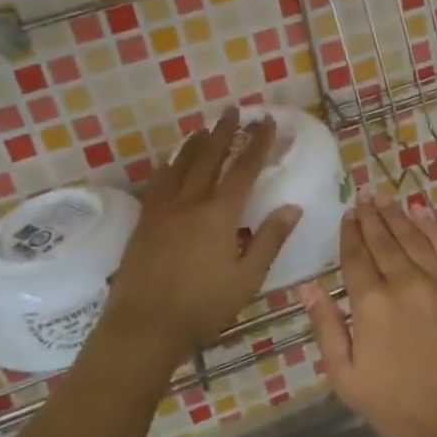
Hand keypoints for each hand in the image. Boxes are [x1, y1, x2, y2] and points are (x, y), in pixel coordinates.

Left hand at [93, 107, 299, 380]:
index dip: (257, 143)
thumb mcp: (246, 278)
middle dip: (224, 132)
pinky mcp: (145, 220)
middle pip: (209, 157)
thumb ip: (269, 240)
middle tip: (233, 110)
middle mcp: (191, 201)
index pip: (244, 168)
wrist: (143, 326)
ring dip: (196, 142)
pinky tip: (172, 162)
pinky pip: (160, 181)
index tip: (267, 121)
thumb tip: (293, 207)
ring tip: (205, 127)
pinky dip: (170, 164)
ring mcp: (163, 208)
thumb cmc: (202, 307)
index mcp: (220, 214)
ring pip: (181, 164)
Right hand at [300, 194, 436, 436]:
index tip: (347, 215)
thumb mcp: (347, 378)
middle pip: (383, 241)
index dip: (350, 234)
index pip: (356, 258)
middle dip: (370, 217)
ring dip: (396, 215)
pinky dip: (431, 226)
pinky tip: (422, 211)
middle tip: (363, 195)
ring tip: (384, 197)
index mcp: (371, 303)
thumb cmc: (402, 405)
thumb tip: (308, 286)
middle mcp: (403, 282)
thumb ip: (326, 327)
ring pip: (412, 237)